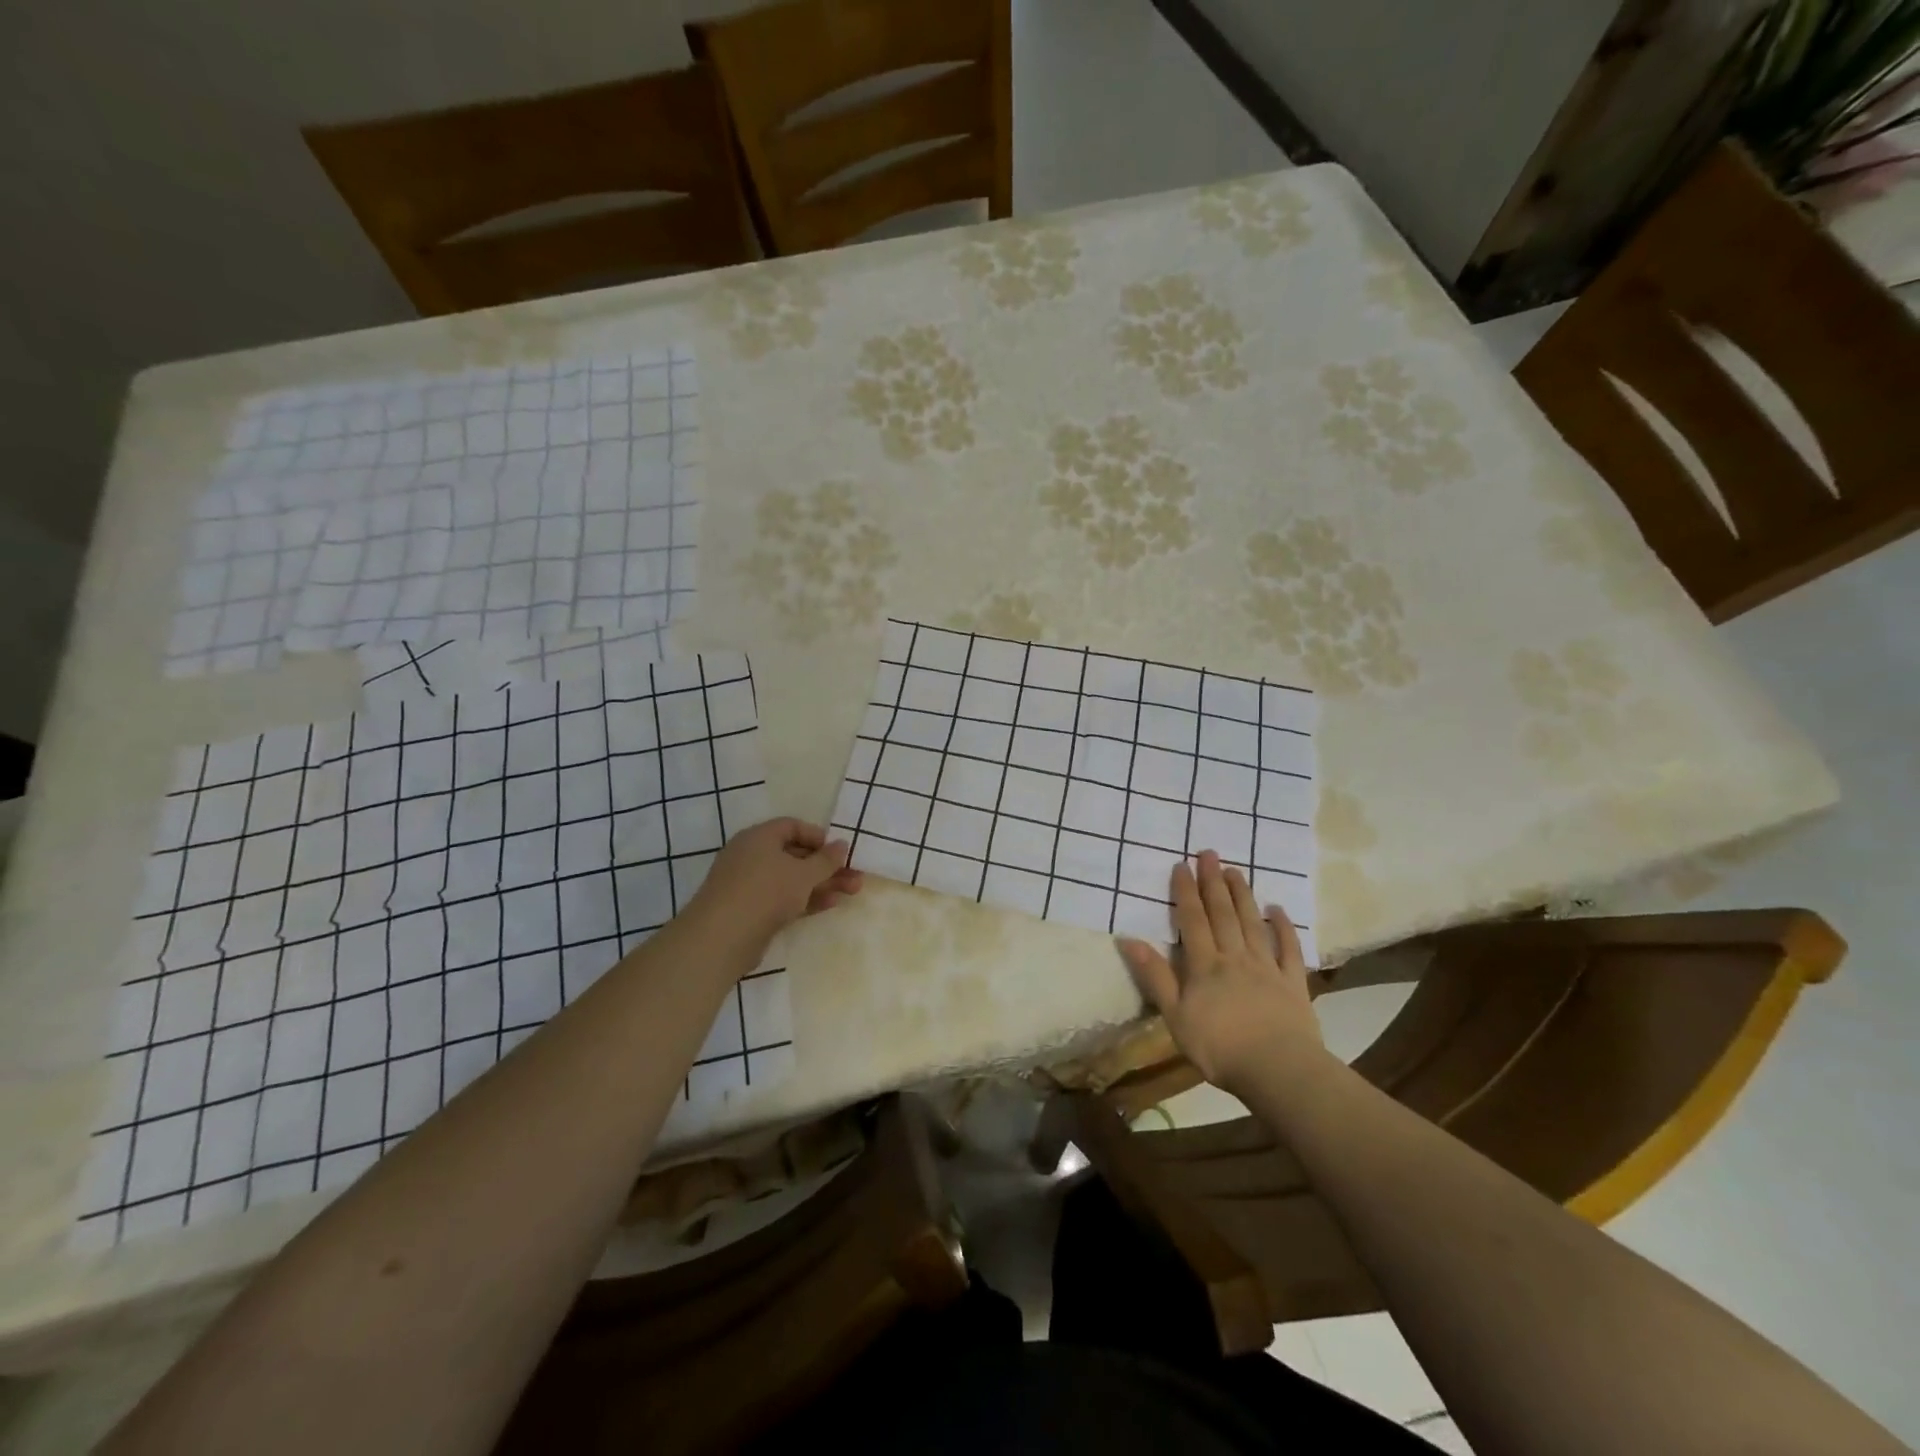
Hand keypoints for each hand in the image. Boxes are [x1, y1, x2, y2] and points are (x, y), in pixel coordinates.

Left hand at [687, 818, 864, 946]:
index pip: (792, 826)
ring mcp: (750, 884)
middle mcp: (752, 856)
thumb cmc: (765, 892)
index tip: (839, 851)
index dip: (818, 836)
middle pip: (796, 855)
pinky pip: (784, 898)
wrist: (722, 938)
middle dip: (827, 866)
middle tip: (855, 875)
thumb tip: (842, 845)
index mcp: (759, 837)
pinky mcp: (751, 910)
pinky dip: (806, 899)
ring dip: (822, 883)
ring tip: (853, 891)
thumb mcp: (803, 874)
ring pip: (792, 879)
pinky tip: (831, 904)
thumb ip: (826, 860)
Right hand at [1118, 850, 1327, 1095]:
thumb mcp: (1175, 1016)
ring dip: (1243, 895)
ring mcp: (1267, 968)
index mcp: (1205, 965)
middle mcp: (1235, 957)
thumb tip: (1128, 939)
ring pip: (1252, 924)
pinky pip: (1288, 949)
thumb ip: (1155, 976)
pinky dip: (1283, 928)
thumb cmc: (1219, 1047)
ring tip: (1236, 870)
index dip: (1185, 892)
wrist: (1278, 1070)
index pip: (1193, 921)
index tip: (1182, 865)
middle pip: (1223, 914)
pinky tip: (1277, 910)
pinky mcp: (1293, 983)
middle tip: (1209, 853)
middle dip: (1213, 882)